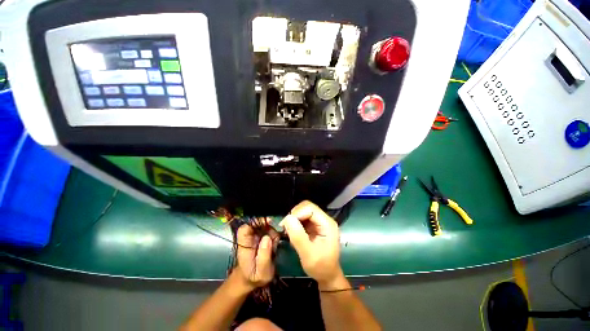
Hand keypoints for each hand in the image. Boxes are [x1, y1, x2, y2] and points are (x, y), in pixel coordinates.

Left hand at [233, 220, 275, 290]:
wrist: (252, 279)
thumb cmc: (254, 277)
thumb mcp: (261, 272)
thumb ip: (264, 256)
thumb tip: (268, 237)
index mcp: (244, 245)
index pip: (245, 228)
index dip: (255, 222)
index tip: (268, 222)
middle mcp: (249, 237)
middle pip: (257, 223)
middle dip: (268, 227)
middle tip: (275, 239)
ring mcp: (256, 236)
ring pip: (266, 226)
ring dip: (273, 233)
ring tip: (274, 248)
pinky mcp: (262, 237)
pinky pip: (270, 231)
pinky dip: (275, 236)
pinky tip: (275, 246)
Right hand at [280, 201, 342, 286]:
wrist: (327, 276)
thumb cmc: (320, 267)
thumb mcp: (308, 254)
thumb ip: (298, 236)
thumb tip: (288, 218)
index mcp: (327, 224)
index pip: (310, 209)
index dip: (297, 214)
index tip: (286, 225)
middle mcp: (324, 219)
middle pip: (307, 207)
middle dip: (295, 215)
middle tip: (286, 228)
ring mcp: (320, 222)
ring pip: (304, 211)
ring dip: (294, 218)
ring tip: (289, 231)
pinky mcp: (315, 225)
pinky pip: (303, 218)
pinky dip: (296, 223)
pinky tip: (293, 233)